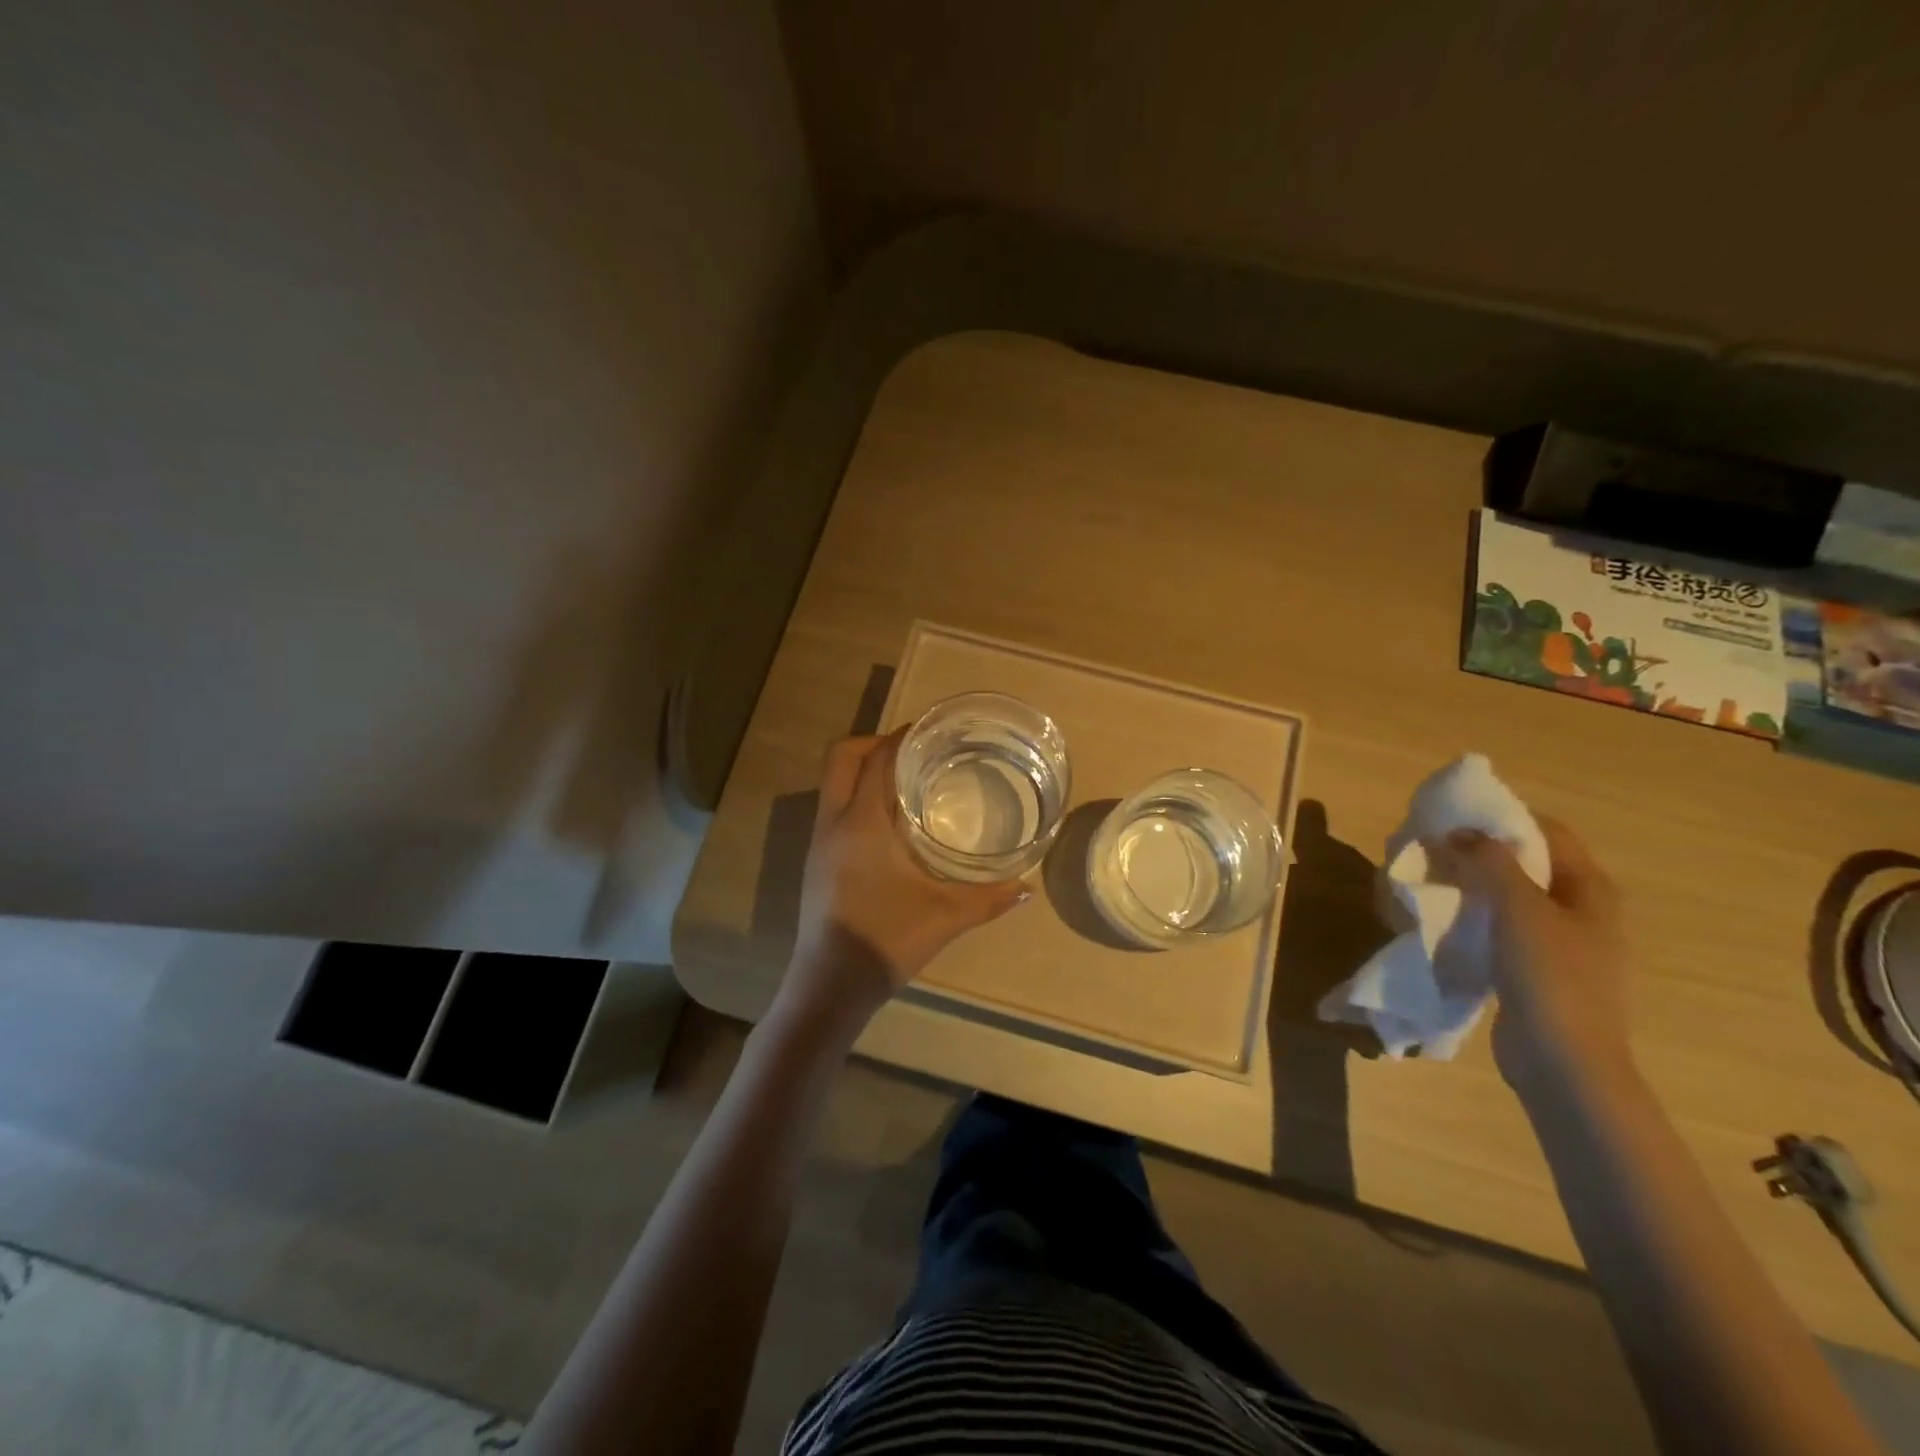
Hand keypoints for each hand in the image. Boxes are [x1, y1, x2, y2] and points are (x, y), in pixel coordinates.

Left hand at [776, 731, 1030, 1032]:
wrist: (830, 984)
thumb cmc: (886, 940)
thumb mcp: (945, 916)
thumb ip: (989, 899)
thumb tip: (1028, 888)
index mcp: (862, 823)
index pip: (877, 759)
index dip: (901, 737)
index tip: (930, 730)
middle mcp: (834, 822)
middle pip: (842, 757)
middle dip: (875, 744)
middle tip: (915, 752)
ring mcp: (820, 841)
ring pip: (833, 782)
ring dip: (864, 770)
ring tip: (907, 781)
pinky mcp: (816, 860)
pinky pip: (834, 807)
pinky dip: (857, 796)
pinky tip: (890, 823)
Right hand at [1446, 817, 1633, 1088]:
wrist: (1564, 1063)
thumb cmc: (1550, 976)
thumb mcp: (1519, 909)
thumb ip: (1490, 862)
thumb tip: (1460, 832)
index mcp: (1590, 890)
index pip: (1549, 832)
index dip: (1504, 818)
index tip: (1456, 816)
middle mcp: (1582, 912)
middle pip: (1528, 864)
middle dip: (1480, 852)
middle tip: (1433, 848)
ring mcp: (1560, 945)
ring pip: (1510, 899)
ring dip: (1472, 885)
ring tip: (1430, 881)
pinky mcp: (1535, 972)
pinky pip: (1500, 930)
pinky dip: (1473, 917)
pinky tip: (1443, 921)